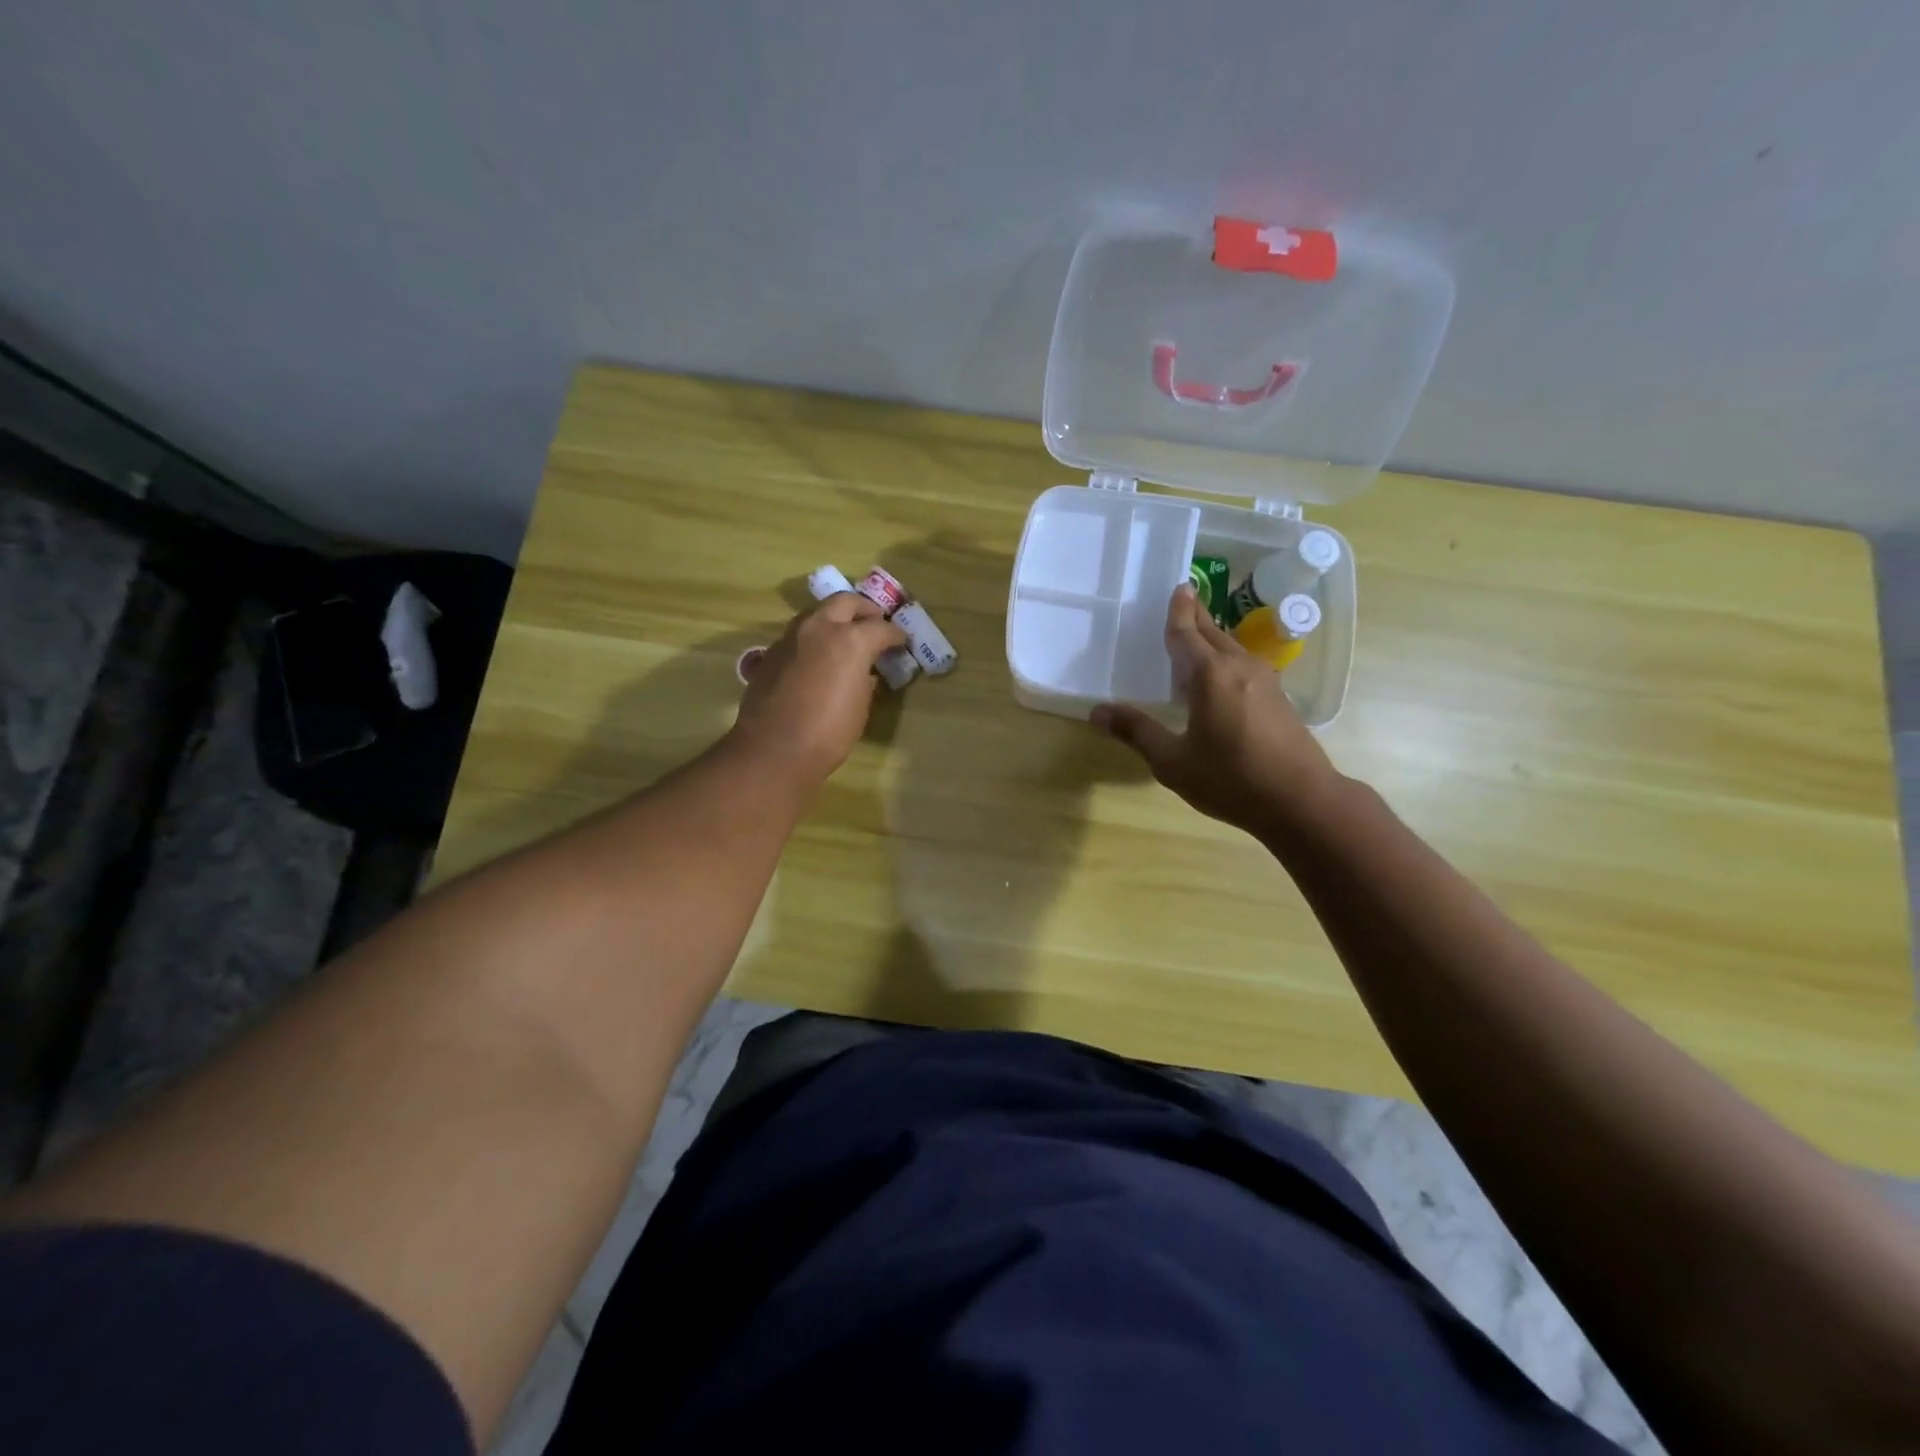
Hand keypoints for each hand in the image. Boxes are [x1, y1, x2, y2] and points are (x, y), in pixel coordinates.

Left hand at [730, 592, 906, 782]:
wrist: (774, 750)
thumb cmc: (829, 733)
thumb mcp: (861, 706)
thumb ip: (865, 679)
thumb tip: (862, 672)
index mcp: (850, 639)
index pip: (882, 627)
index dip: (896, 635)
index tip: (902, 642)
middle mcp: (819, 628)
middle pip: (846, 602)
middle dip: (864, 610)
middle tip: (875, 623)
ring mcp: (791, 637)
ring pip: (817, 613)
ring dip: (835, 619)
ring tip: (847, 637)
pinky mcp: (771, 653)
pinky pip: (799, 635)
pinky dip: (814, 639)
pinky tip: (819, 659)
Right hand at [1091, 585, 1345, 840]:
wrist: (1301, 800)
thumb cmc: (1231, 779)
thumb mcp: (1172, 761)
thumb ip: (1137, 732)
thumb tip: (1097, 713)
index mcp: (1210, 675)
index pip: (1187, 634)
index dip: (1178, 612)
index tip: (1177, 587)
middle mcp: (1239, 667)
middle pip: (1213, 633)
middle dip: (1197, 615)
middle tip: (1183, 598)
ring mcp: (1265, 681)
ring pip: (1232, 648)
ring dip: (1212, 638)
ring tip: (1196, 635)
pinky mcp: (1279, 698)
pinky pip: (1244, 665)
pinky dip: (1225, 658)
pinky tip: (1220, 675)